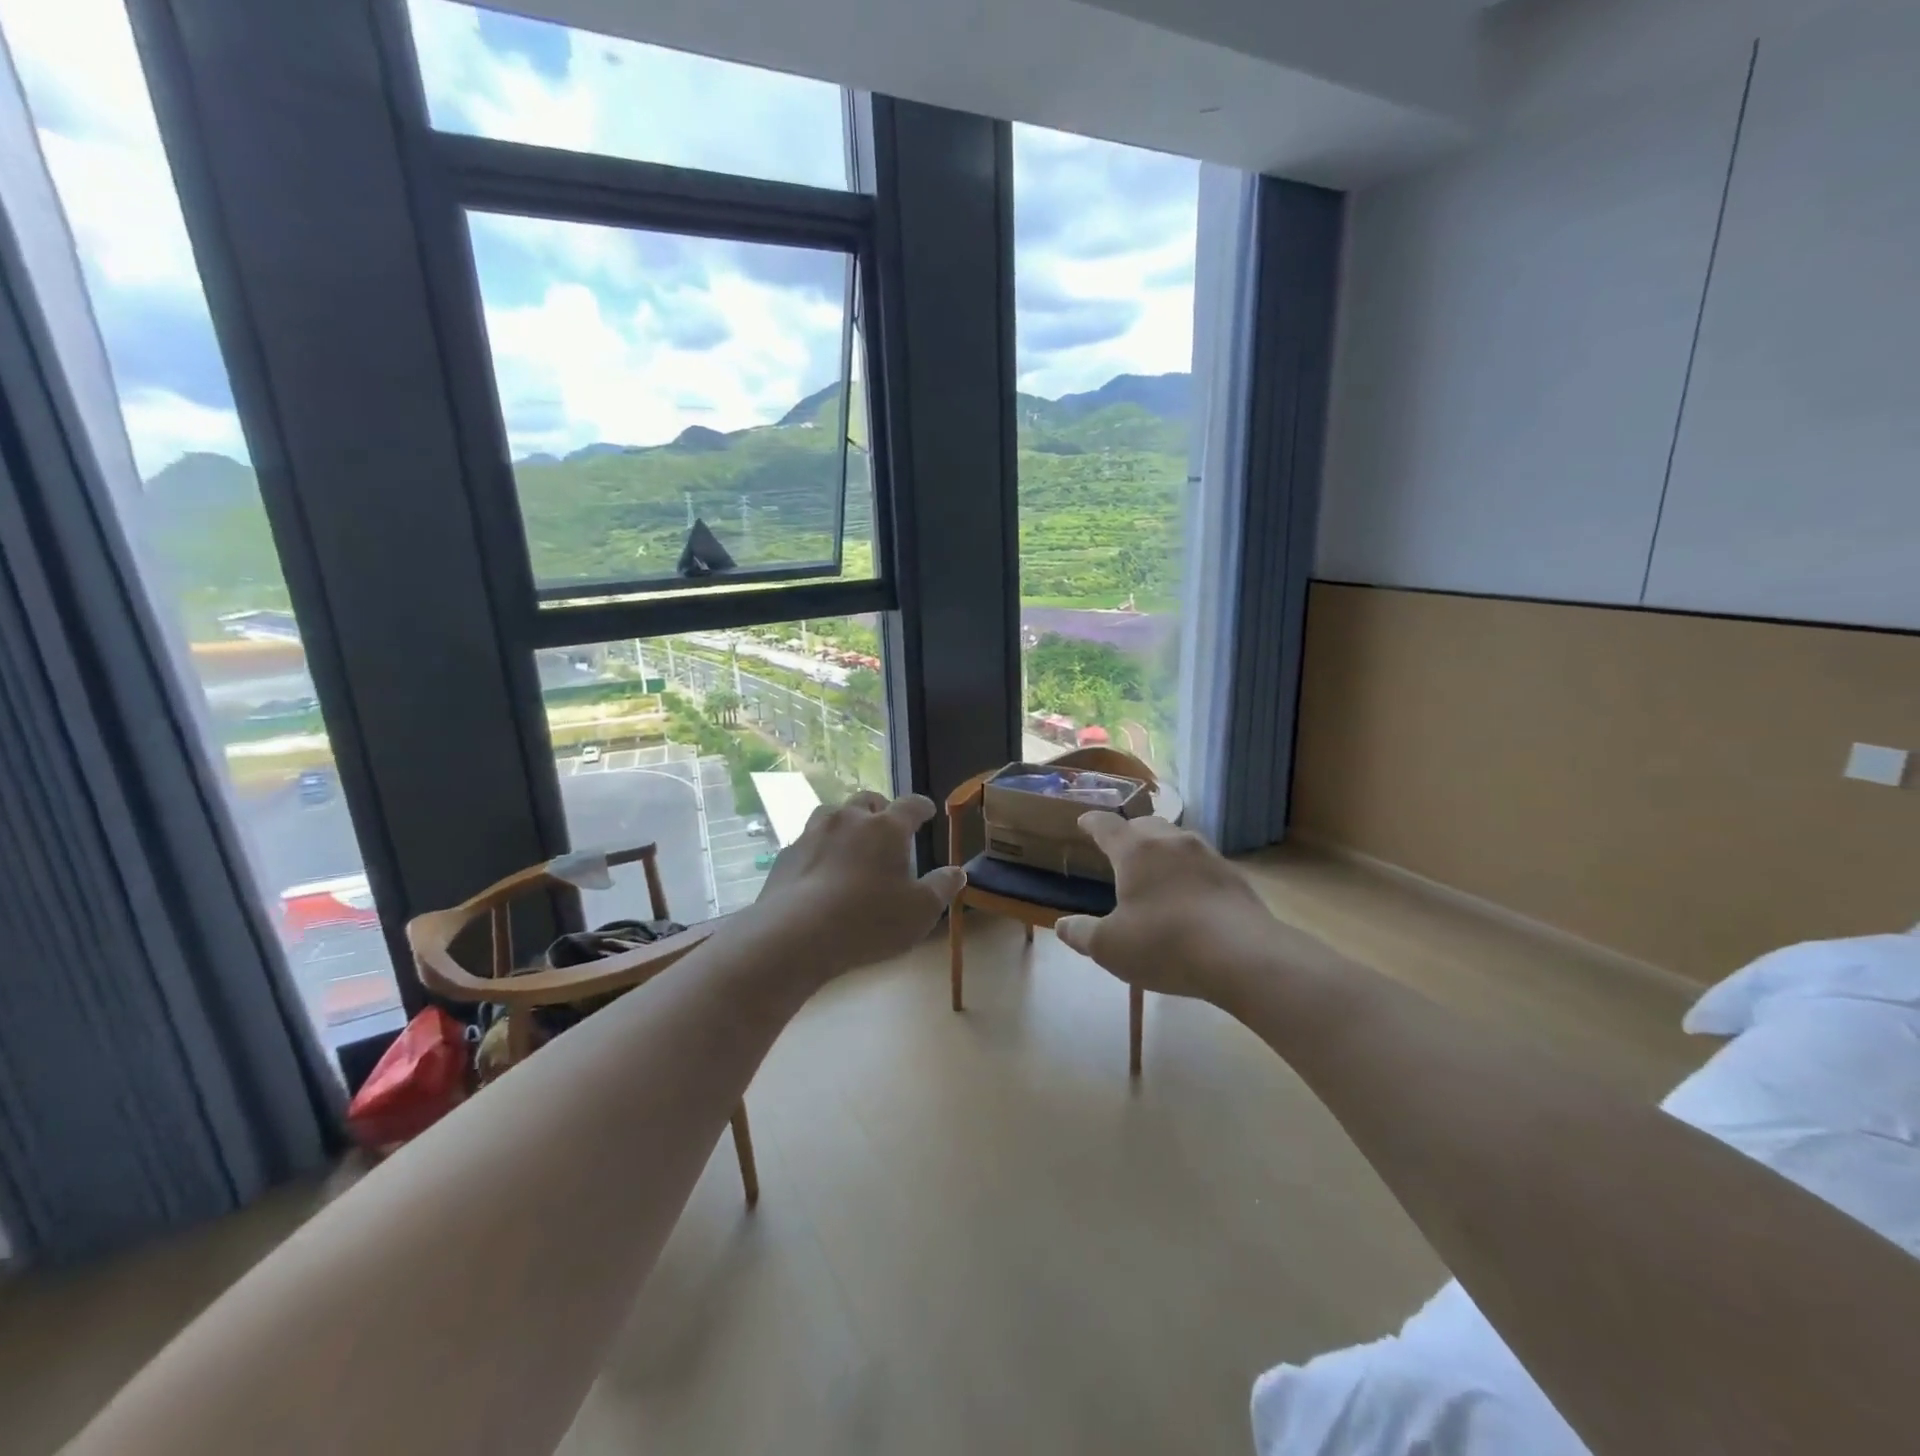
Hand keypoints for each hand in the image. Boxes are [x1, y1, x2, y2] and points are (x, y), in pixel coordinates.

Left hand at [747, 791, 964, 981]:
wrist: (795, 935)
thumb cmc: (869, 920)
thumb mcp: (920, 911)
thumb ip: (942, 887)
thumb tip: (957, 871)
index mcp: (886, 828)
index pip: (910, 805)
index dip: (921, 806)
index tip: (927, 811)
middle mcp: (849, 819)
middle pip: (867, 800)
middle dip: (880, 809)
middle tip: (887, 825)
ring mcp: (813, 833)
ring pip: (832, 814)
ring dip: (846, 822)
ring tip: (852, 841)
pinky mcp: (787, 854)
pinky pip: (808, 841)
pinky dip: (819, 848)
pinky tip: (821, 870)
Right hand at [1054, 814, 1327, 1006]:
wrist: (1243, 956)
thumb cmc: (1164, 944)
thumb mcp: (1110, 947)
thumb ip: (1082, 934)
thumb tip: (1062, 926)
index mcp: (1135, 851)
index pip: (1106, 825)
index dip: (1092, 823)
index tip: (1084, 822)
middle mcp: (1171, 842)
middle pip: (1145, 825)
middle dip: (1130, 832)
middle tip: (1121, 848)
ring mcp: (1207, 855)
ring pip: (1177, 841)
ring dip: (1162, 850)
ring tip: (1156, 869)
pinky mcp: (1234, 877)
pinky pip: (1202, 864)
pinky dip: (1189, 872)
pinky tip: (1190, 895)